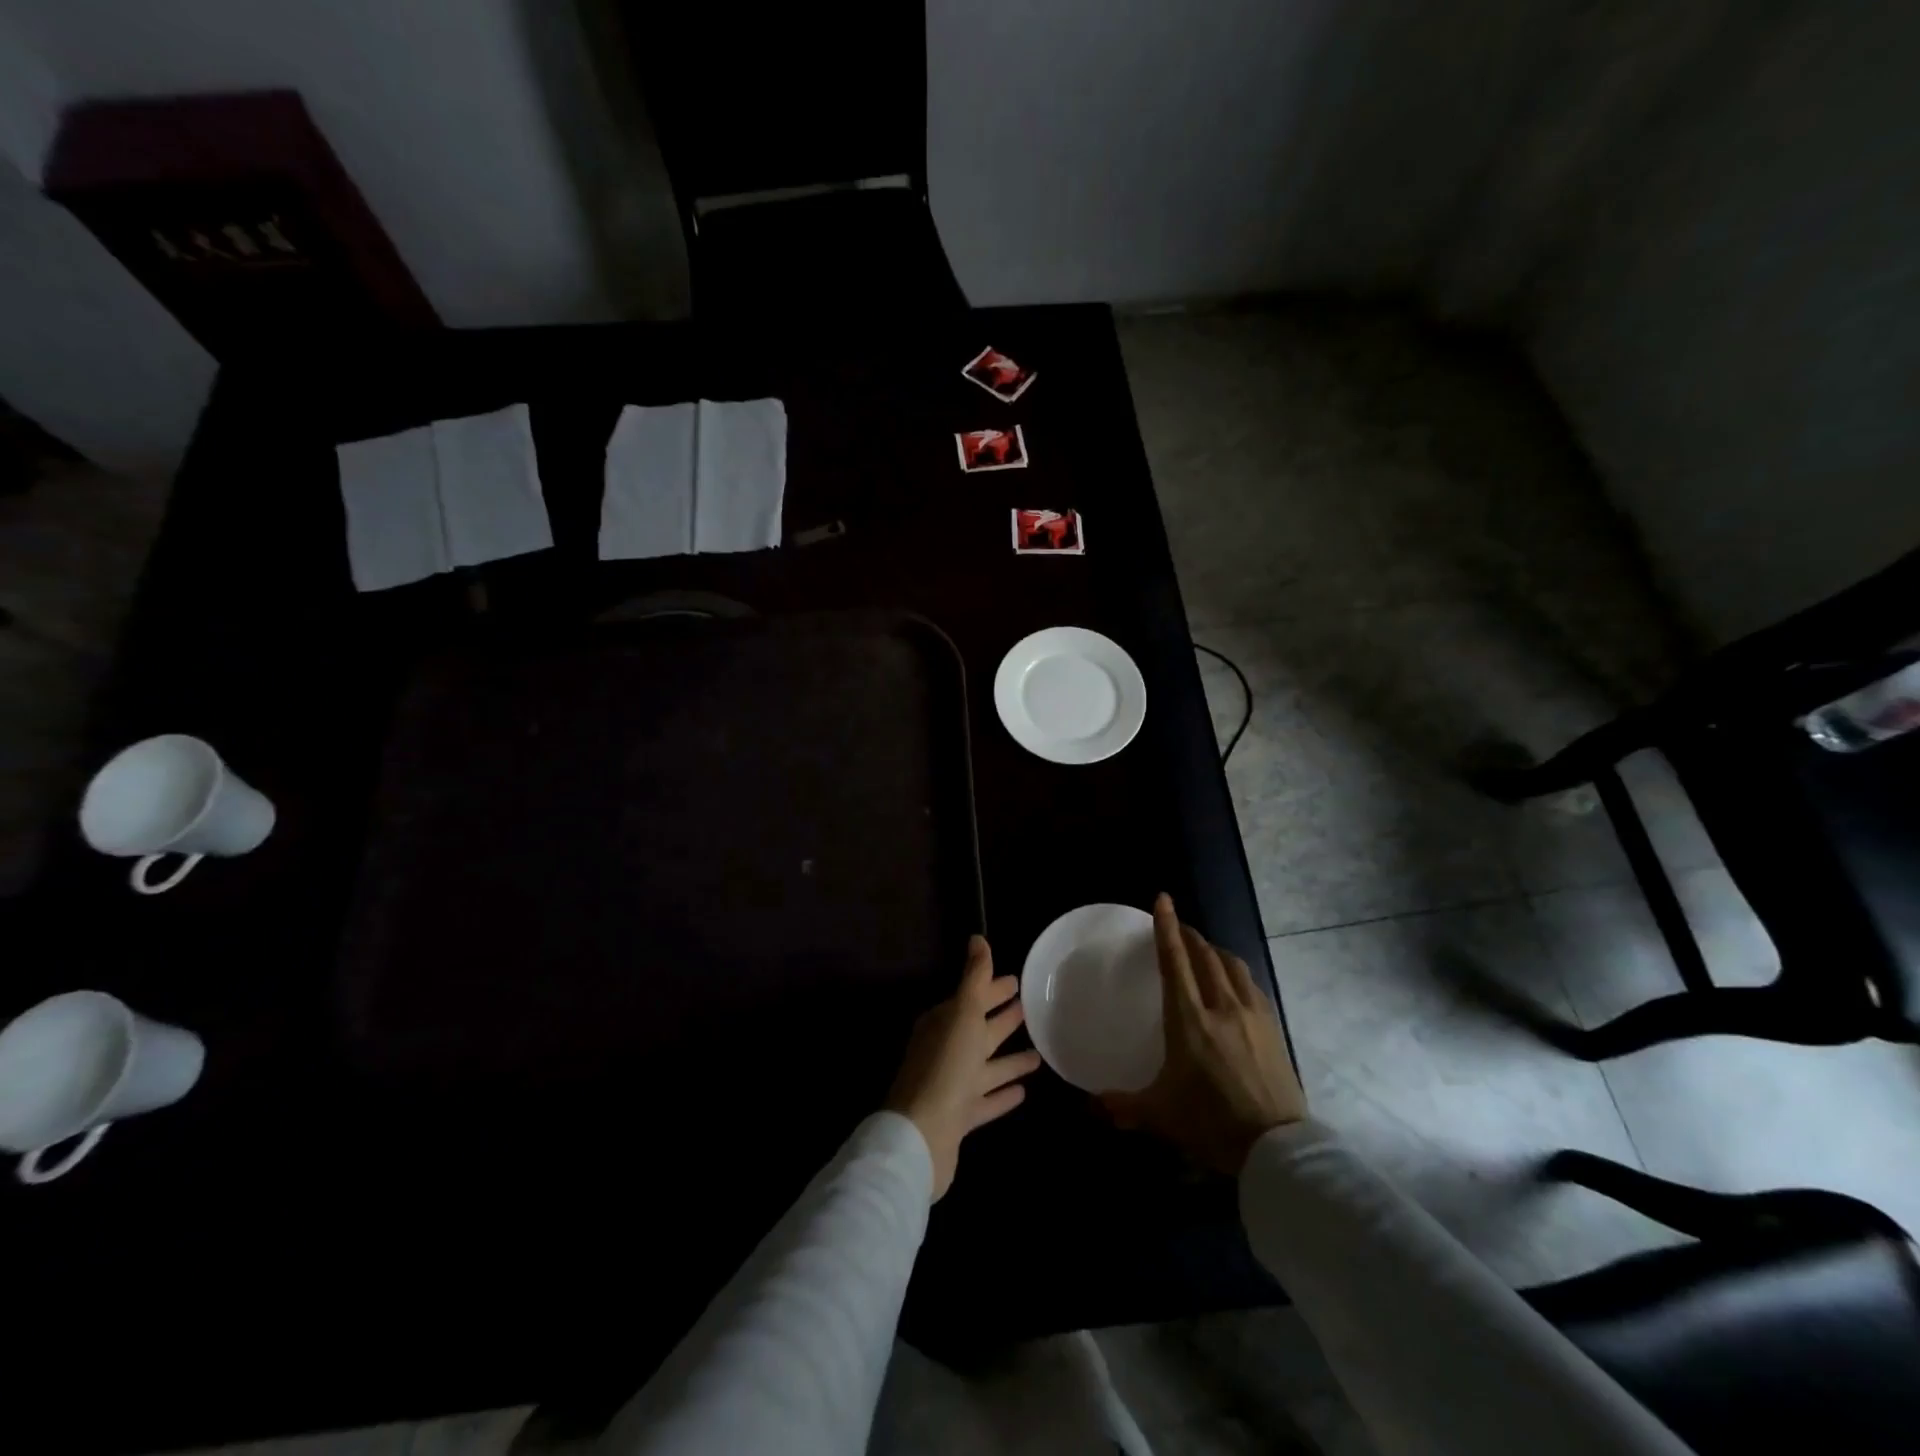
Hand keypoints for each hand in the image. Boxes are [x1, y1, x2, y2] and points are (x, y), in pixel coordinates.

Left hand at [886, 935, 1042, 1200]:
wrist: (922, 1136)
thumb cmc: (945, 1066)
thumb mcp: (963, 1013)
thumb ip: (974, 978)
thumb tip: (977, 938)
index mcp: (943, 1024)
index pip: (971, 998)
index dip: (992, 988)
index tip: (1016, 980)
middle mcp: (946, 1051)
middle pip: (978, 1030)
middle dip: (1001, 1018)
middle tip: (1029, 1007)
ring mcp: (952, 1086)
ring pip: (986, 1066)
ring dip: (1009, 1060)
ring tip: (1039, 1052)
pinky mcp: (960, 1118)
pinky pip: (986, 1100)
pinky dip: (1002, 1093)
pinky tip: (1024, 1091)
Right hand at [1100, 894, 1306, 1174]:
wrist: (1276, 1148)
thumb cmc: (1211, 1124)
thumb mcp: (1161, 1115)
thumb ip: (1123, 1106)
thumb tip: (1091, 1106)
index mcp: (1190, 1020)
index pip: (1175, 961)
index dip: (1167, 927)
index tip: (1163, 899)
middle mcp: (1222, 1007)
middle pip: (1205, 955)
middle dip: (1190, 935)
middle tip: (1178, 928)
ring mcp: (1252, 1015)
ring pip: (1232, 965)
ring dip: (1215, 950)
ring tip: (1204, 950)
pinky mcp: (1273, 1027)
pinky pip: (1251, 985)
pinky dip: (1236, 972)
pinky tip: (1233, 983)